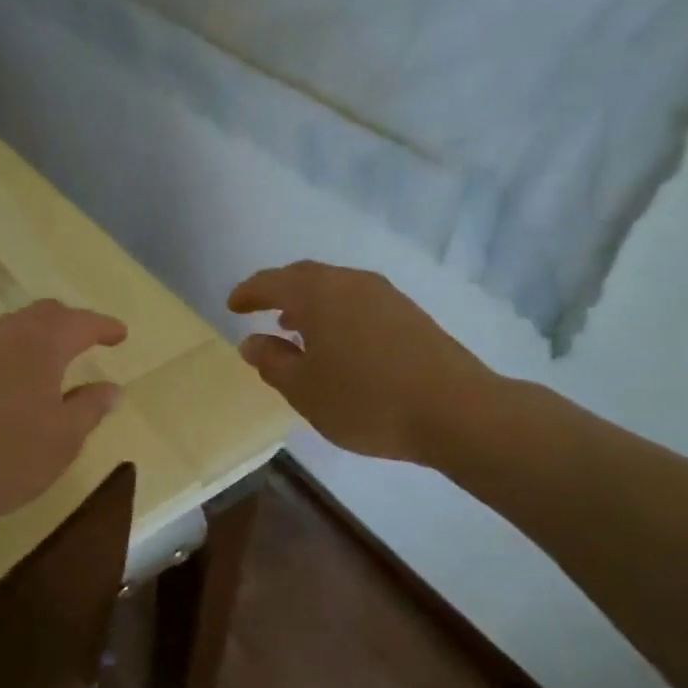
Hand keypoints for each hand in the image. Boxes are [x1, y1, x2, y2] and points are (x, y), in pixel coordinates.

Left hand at [0, 300, 127, 531]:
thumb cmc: (7, 457)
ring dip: (34, 334)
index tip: (120, 335)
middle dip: (69, 323)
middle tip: (88, 339)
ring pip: (9, 327)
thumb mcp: (63, 439)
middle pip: (42, 315)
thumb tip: (111, 388)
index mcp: (40, 344)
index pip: (79, 323)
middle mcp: (3, 336)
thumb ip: (90, 408)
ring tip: (48, 355)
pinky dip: (1, 351)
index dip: (103, 326)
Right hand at [228, 261, 496, 464]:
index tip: (232, 305)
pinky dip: (335, 312)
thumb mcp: (305, 390)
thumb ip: (273, 362)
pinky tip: (336, 341)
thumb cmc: (366, 400)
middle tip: (259, 309)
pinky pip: (357, 301)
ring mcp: (385, 295)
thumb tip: (251, 342)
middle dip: (278, 291)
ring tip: (293, 326)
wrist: (456, 410)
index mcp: (318, 294)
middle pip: (305, 276)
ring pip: (334, 288)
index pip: (272, 282)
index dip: (248, 292)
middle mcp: (351, 282)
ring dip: (308, 302)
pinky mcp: (409, 314)